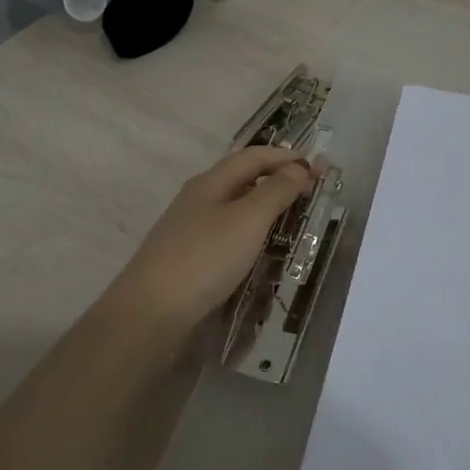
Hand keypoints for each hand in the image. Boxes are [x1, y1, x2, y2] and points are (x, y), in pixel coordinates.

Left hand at [105, 146, 314, 334]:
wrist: (150, 313)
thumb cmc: (204, 258)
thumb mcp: (248, 220)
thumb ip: (276, 191)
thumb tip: (299, 168)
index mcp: (211, 182)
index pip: (253, 156)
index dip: (286, 157)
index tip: (318, 169)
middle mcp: (198, 199)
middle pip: (242, 179)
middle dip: (276, 180)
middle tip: (309, 194)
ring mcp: (189, 230)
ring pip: (234, 208)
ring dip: (264, 208)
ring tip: (291, 220)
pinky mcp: (188, 258)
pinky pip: (226, 235)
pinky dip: (250, 234)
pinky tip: (260, 251)